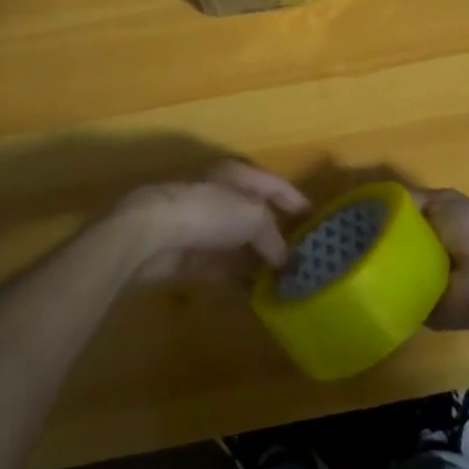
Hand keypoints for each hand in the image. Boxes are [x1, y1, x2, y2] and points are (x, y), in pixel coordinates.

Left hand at [111, 161, 310, 284]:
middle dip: (278, 235)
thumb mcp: (253, 218)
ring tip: (286, 280)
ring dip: (259, 260)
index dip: (295, 200)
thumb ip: (274, 238)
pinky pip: (223, 266)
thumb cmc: (209, 211)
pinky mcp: (191, 254)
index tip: (316, 219)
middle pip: (257, 215)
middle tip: (304, 257)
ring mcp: (205, 226)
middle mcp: (223, 196)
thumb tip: (286, 261)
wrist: (152, 233)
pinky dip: (239, 277)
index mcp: (238, 174)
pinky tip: (258, 293)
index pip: (274, 185)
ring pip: (240, 243)